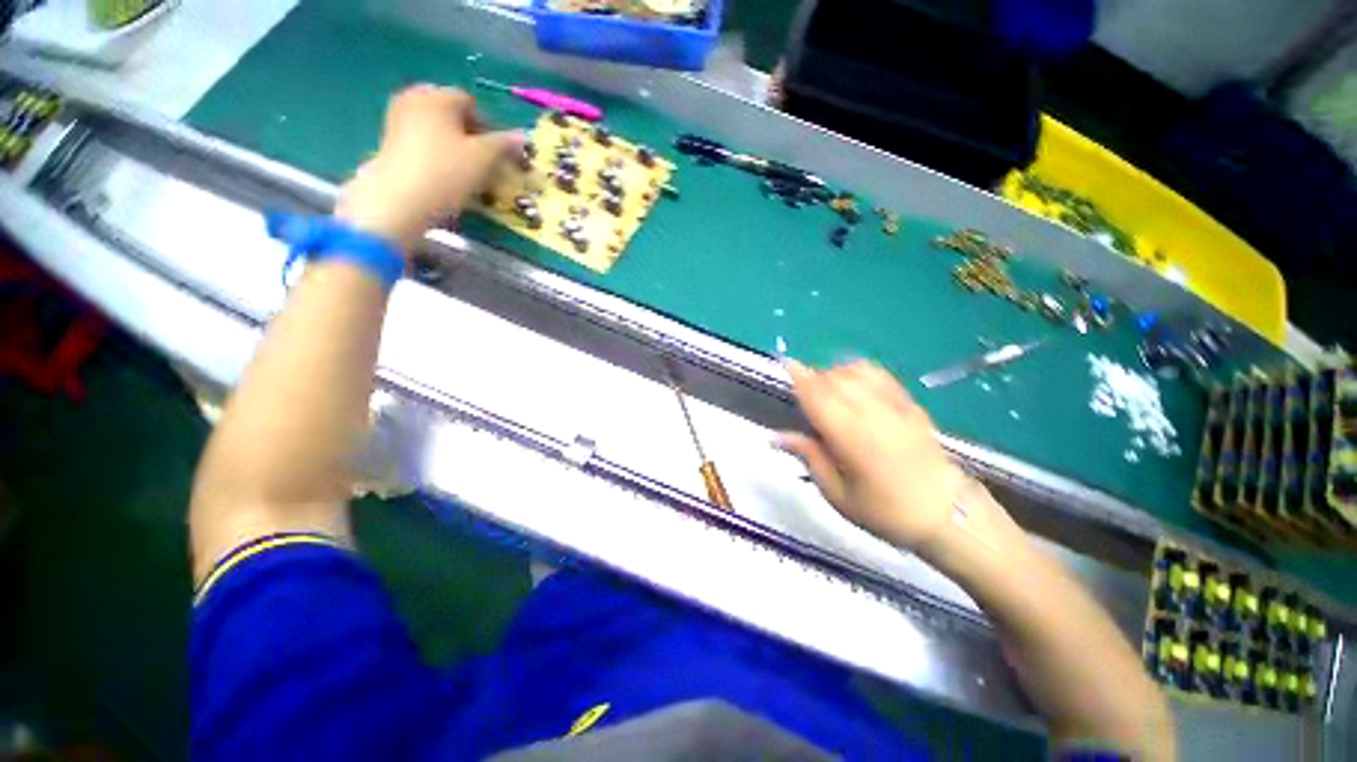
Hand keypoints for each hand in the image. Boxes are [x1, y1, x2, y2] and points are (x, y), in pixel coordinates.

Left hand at [336, 86, 522, 250]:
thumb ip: (503, 144)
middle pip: (452, 114)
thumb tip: (521, 136)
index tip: (499, 154)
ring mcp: (397, 118)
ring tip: (466, 172)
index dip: (489, 128)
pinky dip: (437, 152)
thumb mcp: (483, 158)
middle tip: (483, 163)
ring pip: (437, 128)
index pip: (471, 104)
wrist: (400, 199)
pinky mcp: (390, 140)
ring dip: (455, 146)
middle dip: (470, 136)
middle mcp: (414, 98)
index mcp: (438, 96)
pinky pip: (422, 140)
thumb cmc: (446, 172)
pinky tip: (444, 174)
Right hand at [779, 359, 969, 551]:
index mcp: (851, 438)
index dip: (800, 377)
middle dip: (812, 378)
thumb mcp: (837, 494)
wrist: (947, 514)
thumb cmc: (886, 511)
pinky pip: (878, 373)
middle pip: (833, 378)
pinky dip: (857, 370)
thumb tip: (777, 437)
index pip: (819, 396)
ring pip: (854, 371)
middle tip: (803, 396)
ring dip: (833, 373)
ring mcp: (894, 405)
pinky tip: (852, 382)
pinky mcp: (909, 403)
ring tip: (826, 390)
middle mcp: (871, 413)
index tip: (785, 364)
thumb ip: (808, 457)